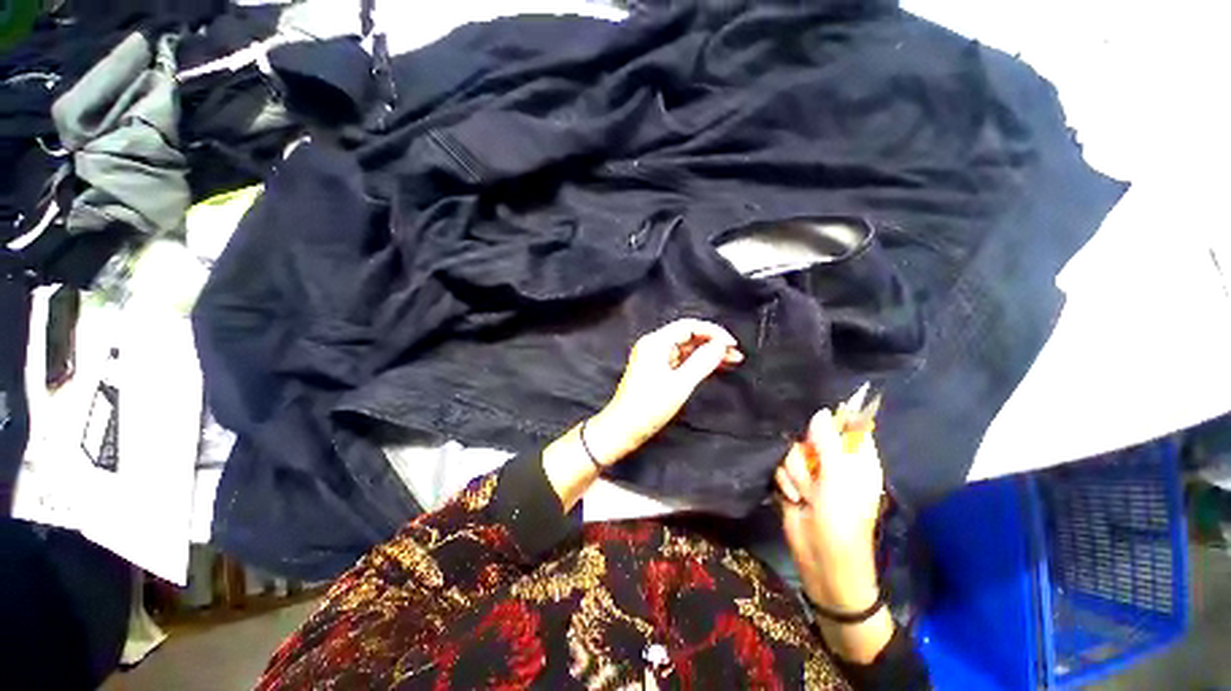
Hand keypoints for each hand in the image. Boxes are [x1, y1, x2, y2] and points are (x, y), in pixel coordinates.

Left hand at [584, 319, 743, 465]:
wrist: (623, 428)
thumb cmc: (649, 407)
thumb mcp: (680, 384)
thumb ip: (702, 362)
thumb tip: (720, 345)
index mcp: (656, 342)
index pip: (689, 326)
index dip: (713, 332)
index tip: (732, 344)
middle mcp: (654, 344)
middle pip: (688, 335)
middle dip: (712, 342)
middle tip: (736, 354)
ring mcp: (654, 357)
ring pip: (686, 348)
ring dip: (707, 352)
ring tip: (732, 360)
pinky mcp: (655, 369)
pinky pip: (680, 359)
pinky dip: (697, 362)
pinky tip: (714, 367)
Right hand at [777, 407, 883, 613]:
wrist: (822, 561)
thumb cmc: (842, 522)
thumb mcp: (838, 480)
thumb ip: (828, 444)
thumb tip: (822, 412)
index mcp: (856, 461)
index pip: (848, 429)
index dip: (833, 423)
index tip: (820, 428)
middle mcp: (833, 463)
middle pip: (810, 437)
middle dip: (806, 455)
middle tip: (815, 474)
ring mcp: (811, 474)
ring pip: (791, 452)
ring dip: (795, 474)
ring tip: (806, 496)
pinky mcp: (792, 483)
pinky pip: (779, 467)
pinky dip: (784, 483)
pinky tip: (793, 498)